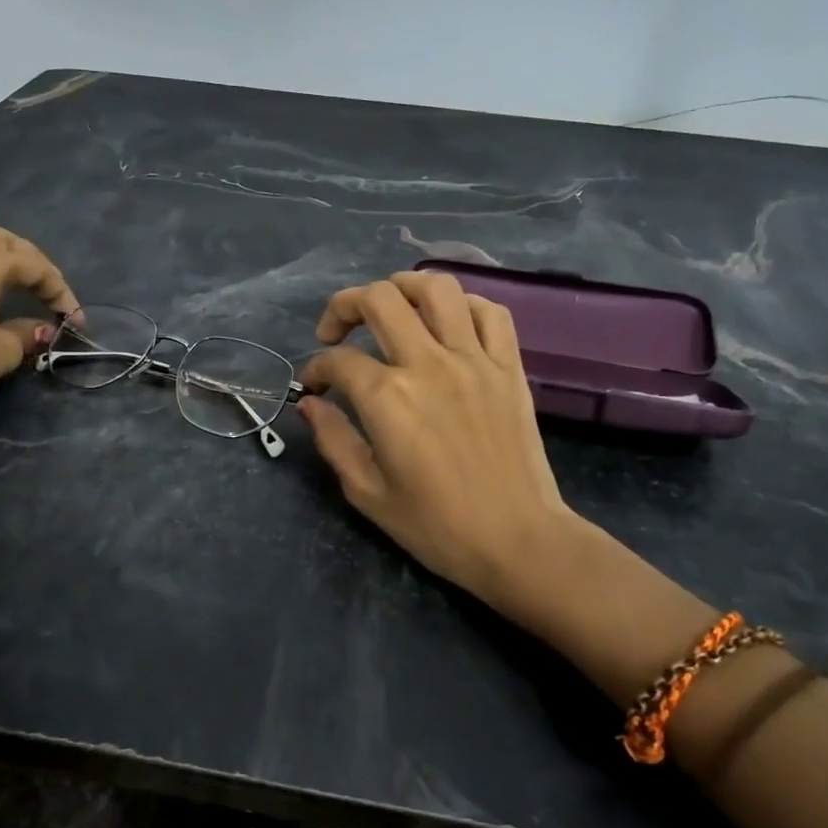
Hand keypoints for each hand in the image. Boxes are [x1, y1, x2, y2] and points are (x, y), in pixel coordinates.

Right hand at [297, 271, 584, 617]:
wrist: (517, 541)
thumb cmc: (436, 525)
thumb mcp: (367, 492)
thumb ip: (333, 439)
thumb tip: (311, 404)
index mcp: (388, 398)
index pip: (338, 361)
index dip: (315, 370)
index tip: (313, 388)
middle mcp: (428, 364)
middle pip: (379, 300)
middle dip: (345, 306)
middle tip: (338, 332)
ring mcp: (474, 360)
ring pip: (437, 288)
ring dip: (403, 286)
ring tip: (390, 306)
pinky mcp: (509, 367)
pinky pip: (490, 312)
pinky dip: (463, 305)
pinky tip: (447, 323)